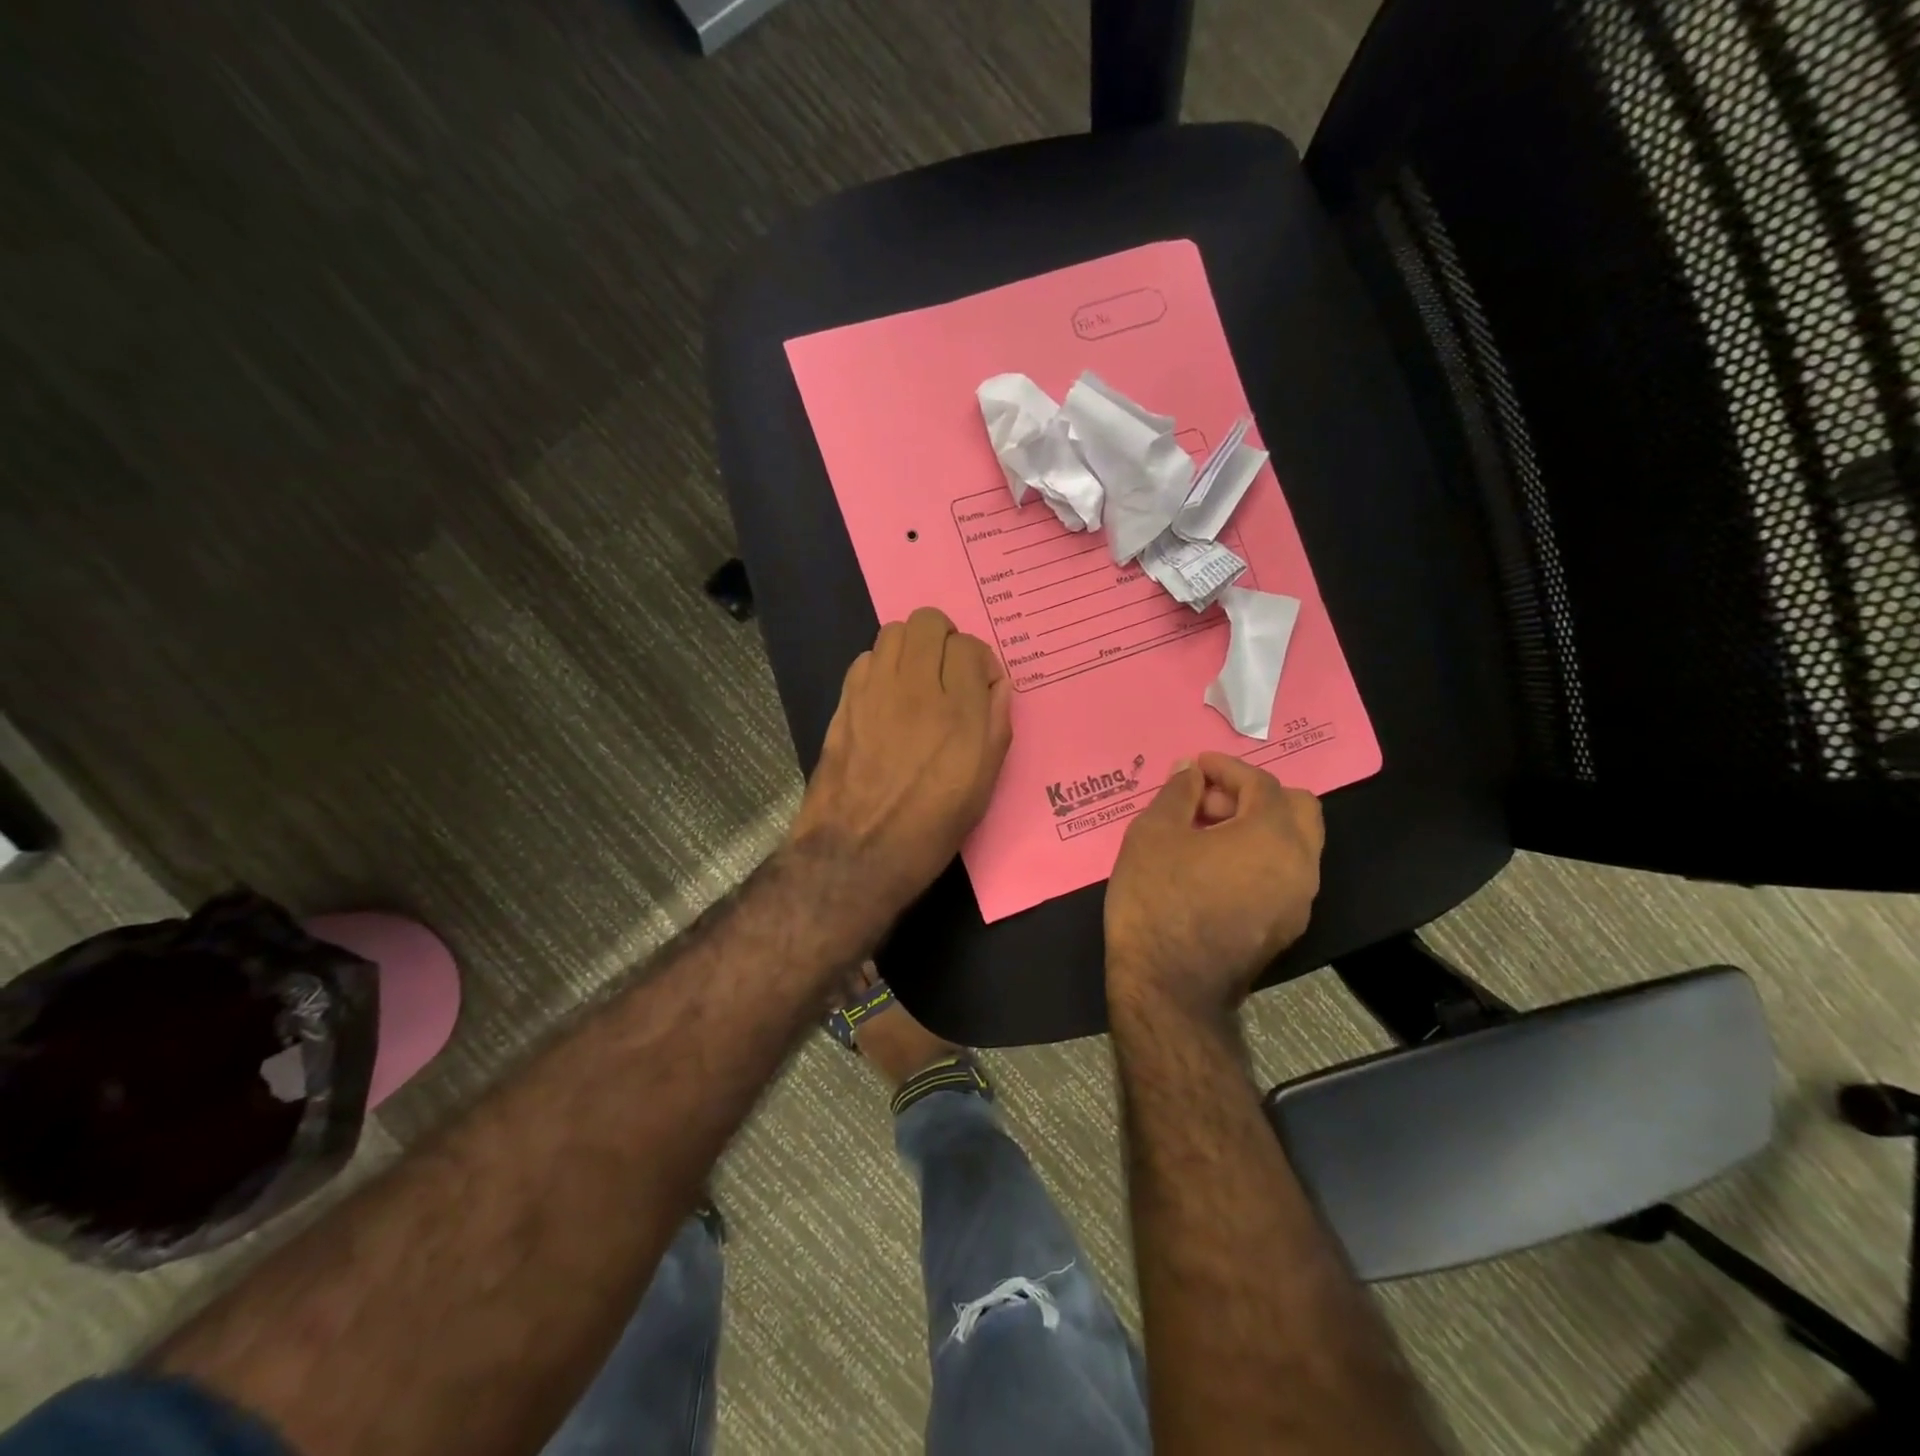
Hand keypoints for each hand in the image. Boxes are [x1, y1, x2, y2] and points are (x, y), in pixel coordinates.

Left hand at [790, 607, 1012, 924]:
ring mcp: (873, 691)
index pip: (970, 646)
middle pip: (928, 622)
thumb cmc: (930, 828)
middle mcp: (915, 689)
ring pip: (894, 631)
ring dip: (911, 648)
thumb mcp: (982, 785)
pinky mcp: (844, 701)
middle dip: (945, 639)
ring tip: (917, 680)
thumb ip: (995, 725)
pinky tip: (887, 698)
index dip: (978, 663)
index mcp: (958, 713)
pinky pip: (866, 658)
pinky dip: (882, 667)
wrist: (856, 853)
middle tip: (948, 673)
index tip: (978, 688)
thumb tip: (994, 684)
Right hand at [1104, 753, 1323, 1021]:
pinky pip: (1283, 875)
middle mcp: (1301, 865)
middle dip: (1254, 794)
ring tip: (1206, 836)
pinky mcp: (1286, 930)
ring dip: (1258, 827)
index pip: (1261, 783)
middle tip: (1207, 803)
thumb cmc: (1157, 900)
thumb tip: (1191, 771)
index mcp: (1273, 835)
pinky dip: (1259, 858)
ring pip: (1295, 844)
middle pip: (1298, 809)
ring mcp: (1299, 902)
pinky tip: (1214, 870)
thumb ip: (1178, 793)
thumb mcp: (1153, 834)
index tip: (1197, 766)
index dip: (1227, 768)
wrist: (1169, 987)